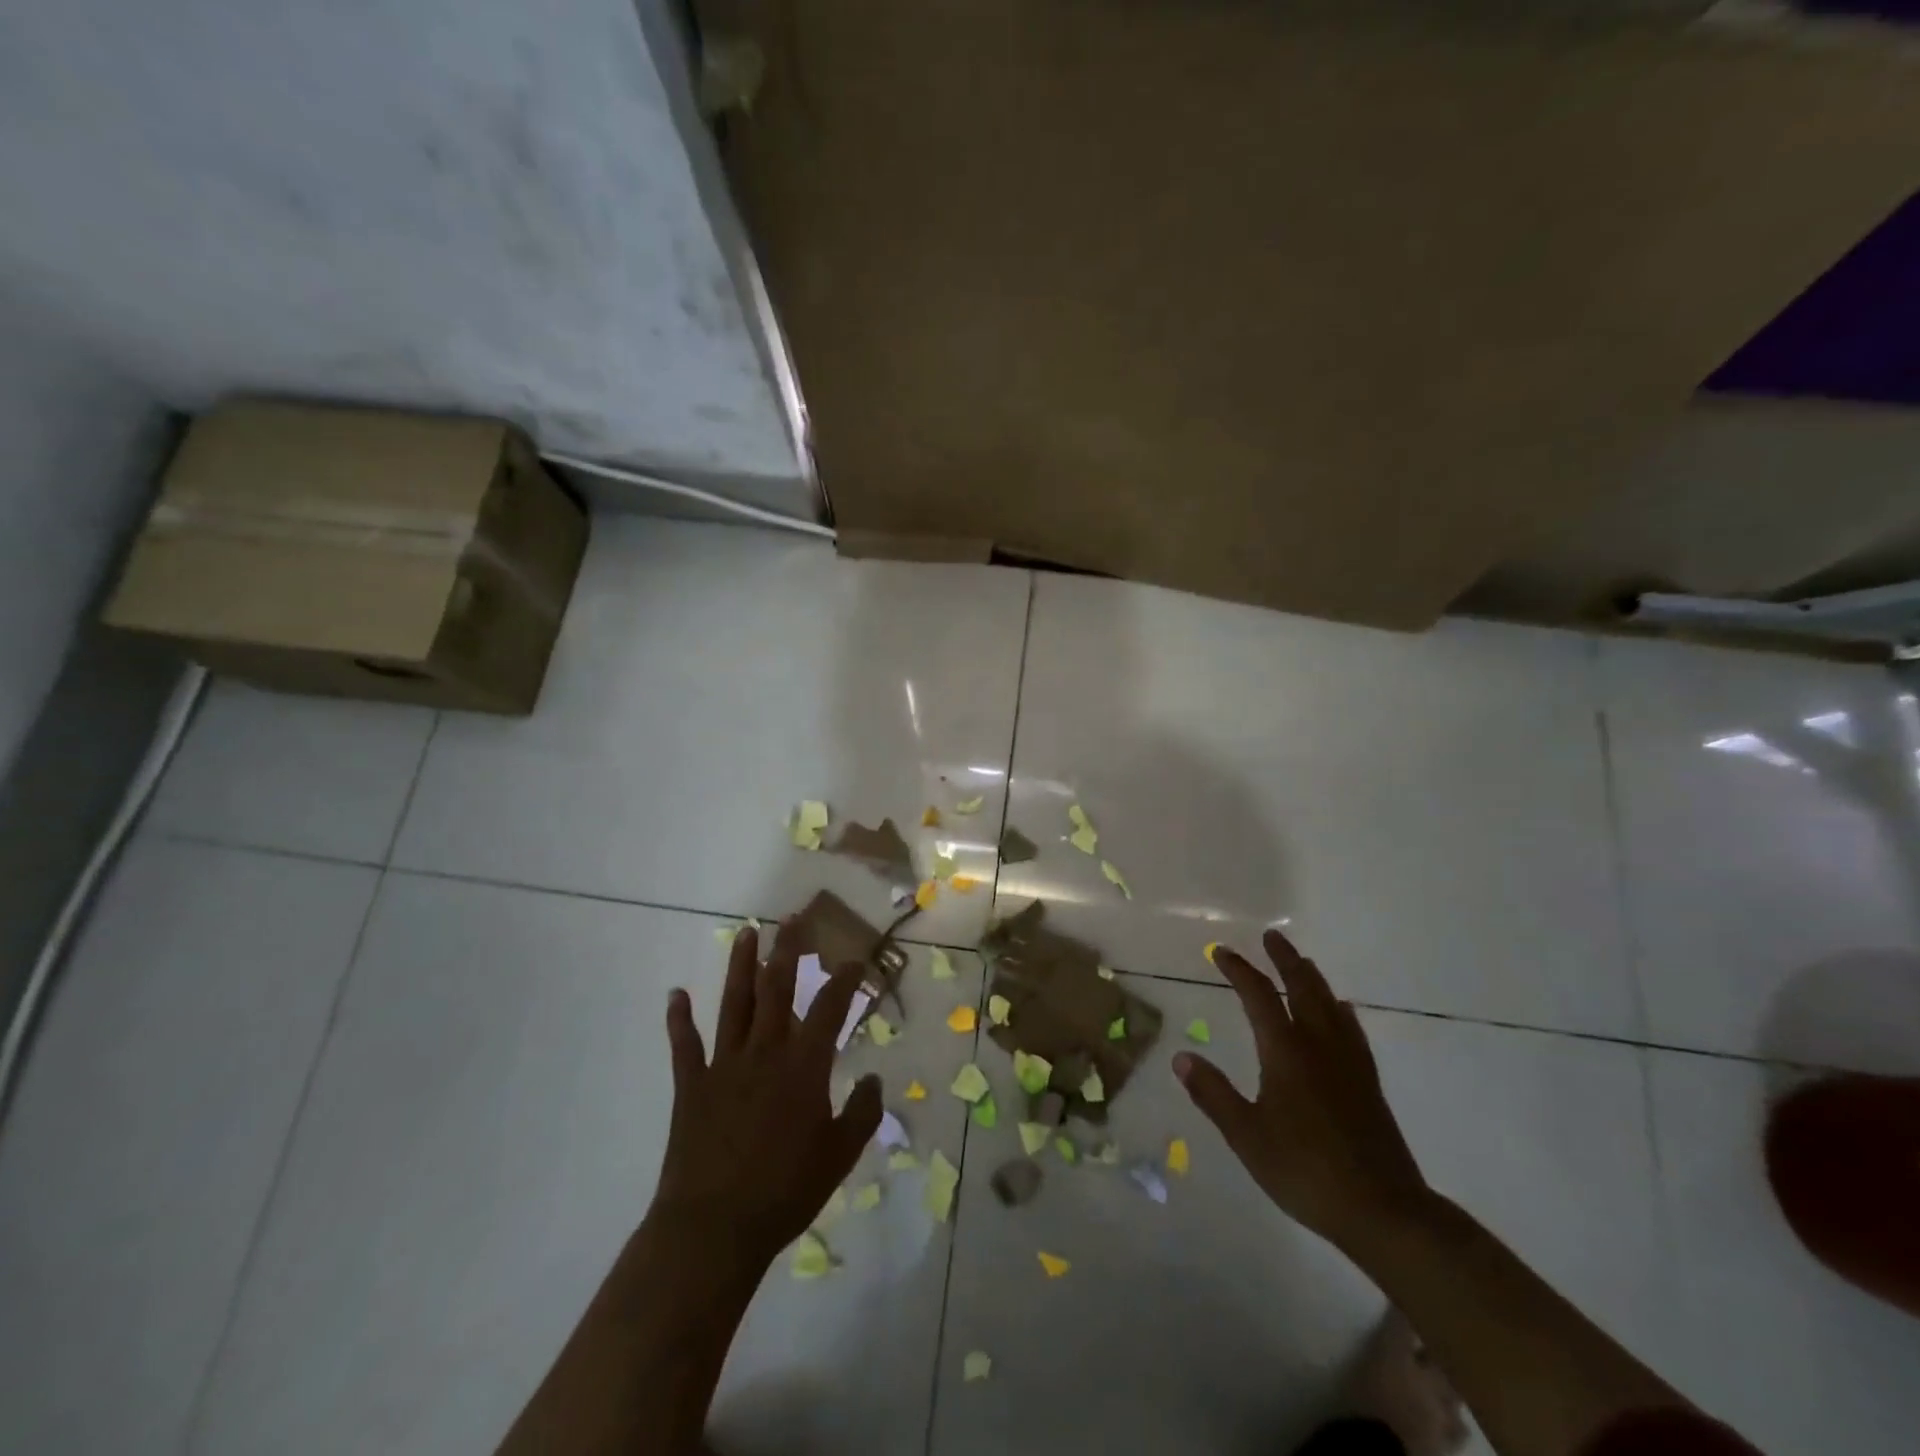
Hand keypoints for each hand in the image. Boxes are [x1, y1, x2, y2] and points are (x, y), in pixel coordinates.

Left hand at [654, 920, 882, 1263]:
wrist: (714, 1228)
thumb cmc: (785, 1192)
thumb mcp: (839, 1156)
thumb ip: (862, 1113)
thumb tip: (873, 1079)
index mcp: (804, 1066)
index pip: (829, 1008)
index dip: (844, 980)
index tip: (854, 959)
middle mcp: (765, 1052)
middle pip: (777, 989)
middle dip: (787, 950)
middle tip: (791, 918)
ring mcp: (724, 1064)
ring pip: (735, 1003)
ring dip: (741, 966)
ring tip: (747, 933)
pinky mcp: (692, 1085)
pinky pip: (685, 1044)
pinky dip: (679, 1019)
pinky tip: (676, 995)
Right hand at [1175, 928, 1427, 1246]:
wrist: (1384, 1211)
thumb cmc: (1305, 1171)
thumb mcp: (1247, 1136)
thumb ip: (1213, 1094)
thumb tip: (1181, 1057)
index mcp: (1286, 1051)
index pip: (1259, 996)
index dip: (1239, 970)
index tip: (1220, 952)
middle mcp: (1319, 1045)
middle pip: (1302, 987)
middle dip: (1284, 959)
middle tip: (1271, 936)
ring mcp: (1348, 1062)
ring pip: (1330, 1003)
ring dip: (1311, 977)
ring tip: (1301, 963)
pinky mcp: (1368, 1082)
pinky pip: (1351, 1029)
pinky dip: (1339, 1010)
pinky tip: (1341, 1012)